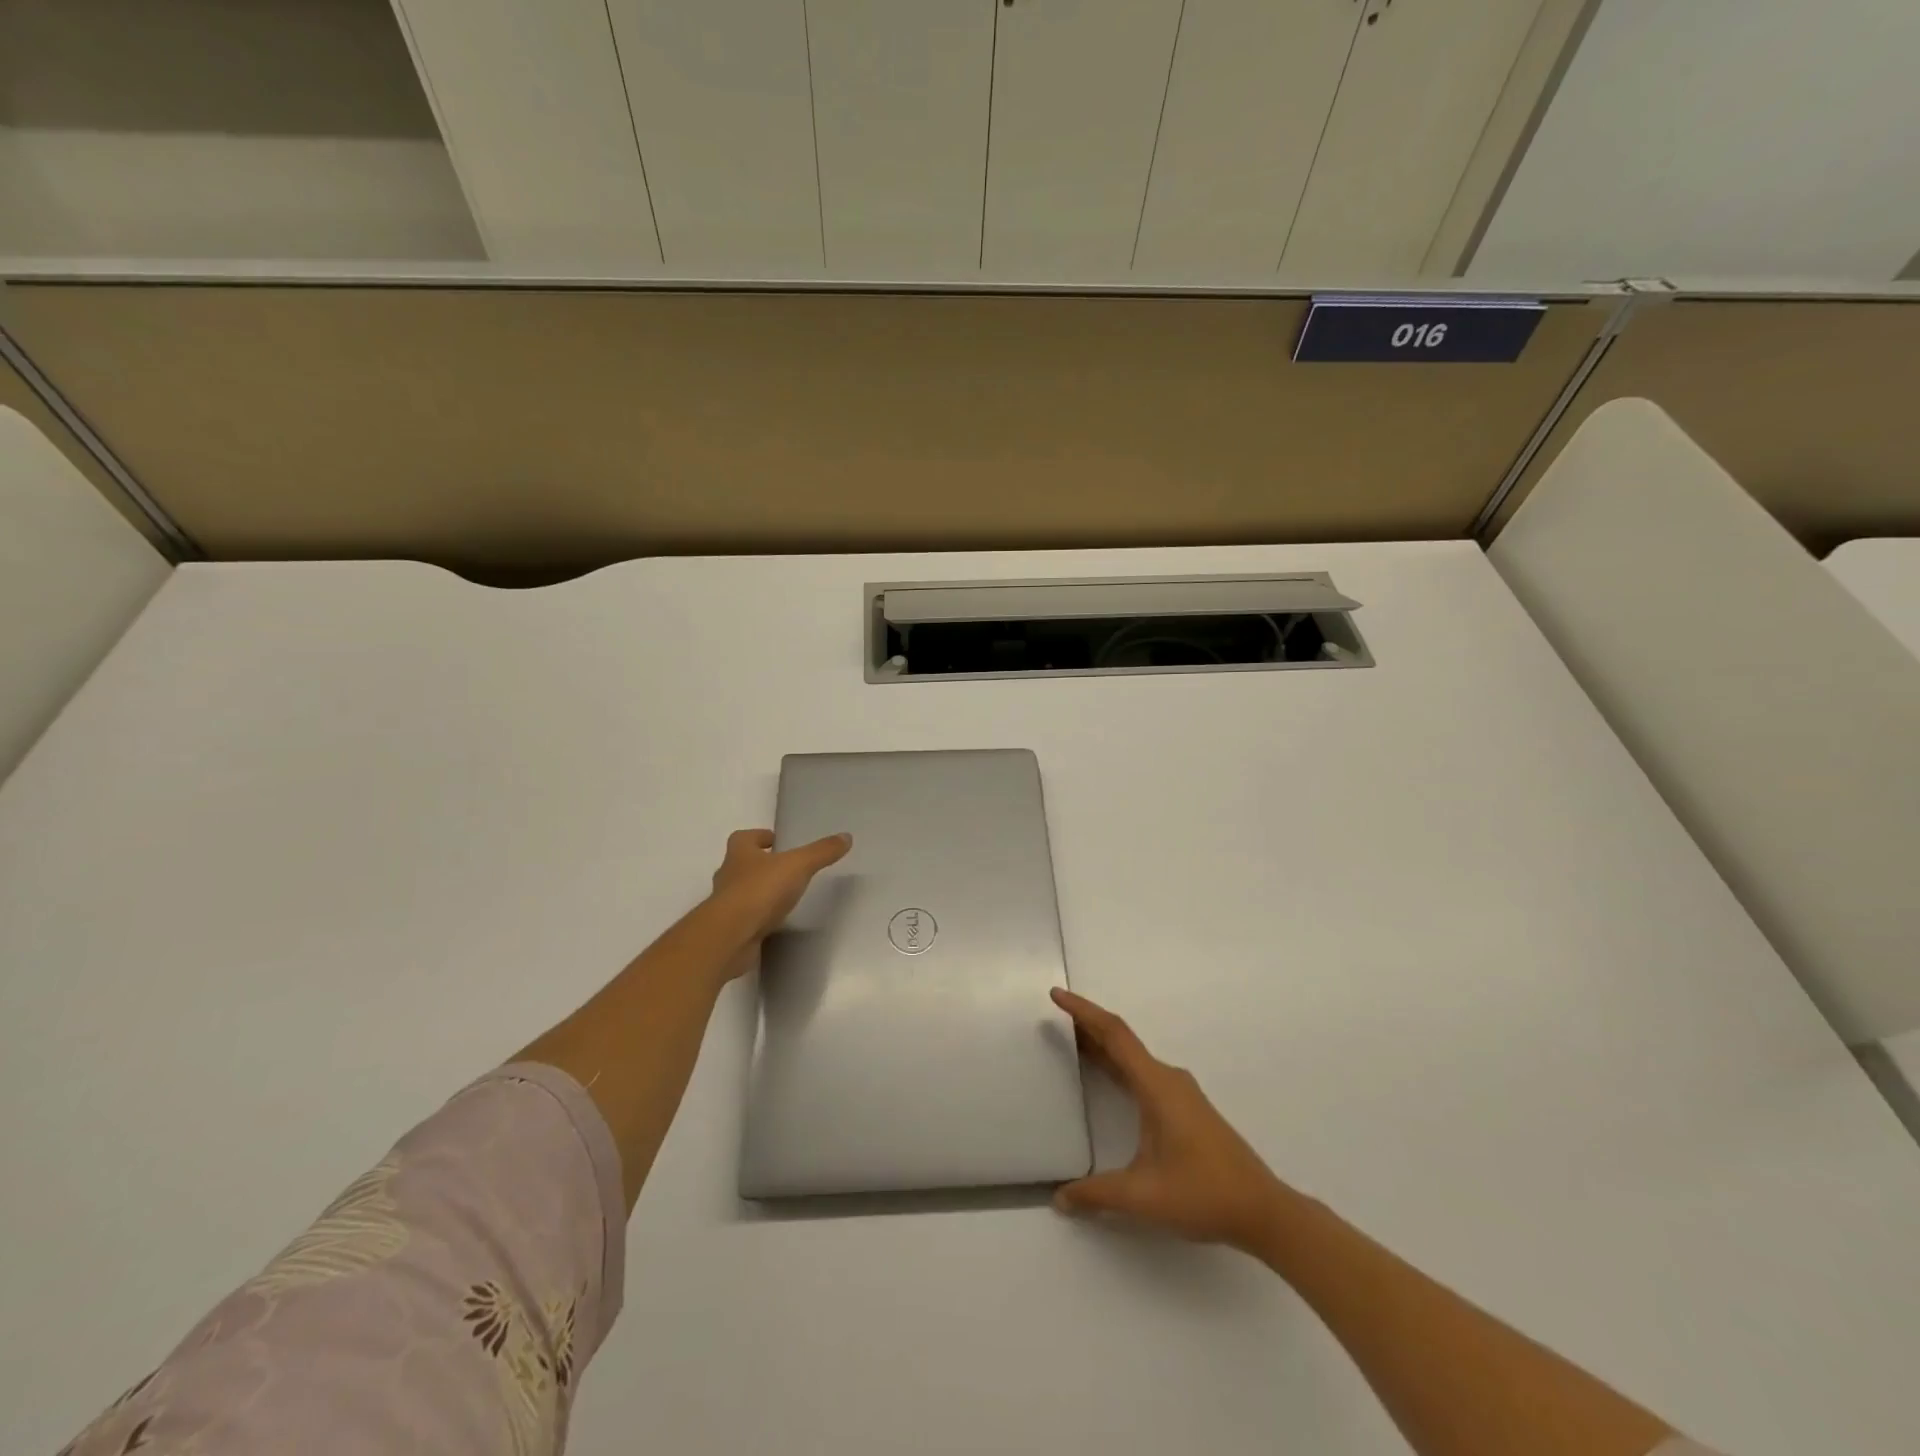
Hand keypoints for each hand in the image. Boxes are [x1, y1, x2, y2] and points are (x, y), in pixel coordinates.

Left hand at [706, 828, 851, 961]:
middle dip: (758, 865)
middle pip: (740, 865)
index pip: (743, 838)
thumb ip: (821, 852)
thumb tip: (846, 836)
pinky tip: (773, 923)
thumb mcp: (798, 866)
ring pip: (741, 892)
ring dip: (757, 892)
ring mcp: (725, 906)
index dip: (757, 837)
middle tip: (781, 868)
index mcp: (739, 854)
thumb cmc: (760, 891)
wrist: (730, 937)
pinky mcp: (729, 930)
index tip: (774, 840)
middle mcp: (728, 876)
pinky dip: (756, 918)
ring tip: (781, 897)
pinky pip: (744, 919)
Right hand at [1051, 987, 1287, 1251]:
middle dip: (1086, 1025)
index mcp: (1156, 1085)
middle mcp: (1167, 1079)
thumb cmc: (1203, 1194)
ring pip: (1133, 1058)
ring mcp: (1179, 1093)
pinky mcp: (1185, 1108)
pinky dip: (1118, 1065)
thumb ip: (1096, 1195)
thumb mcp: (1142, 1197)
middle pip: (1121, 1040)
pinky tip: (1107, 1078)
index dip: (1082, 1011)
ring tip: (1071, 1043)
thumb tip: (1059, 1199)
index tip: (1056, 995)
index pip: (1114, 1034)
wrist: (1263, 1211)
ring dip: (1102, 1046)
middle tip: (1054, 1018)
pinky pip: (1142, 1073)